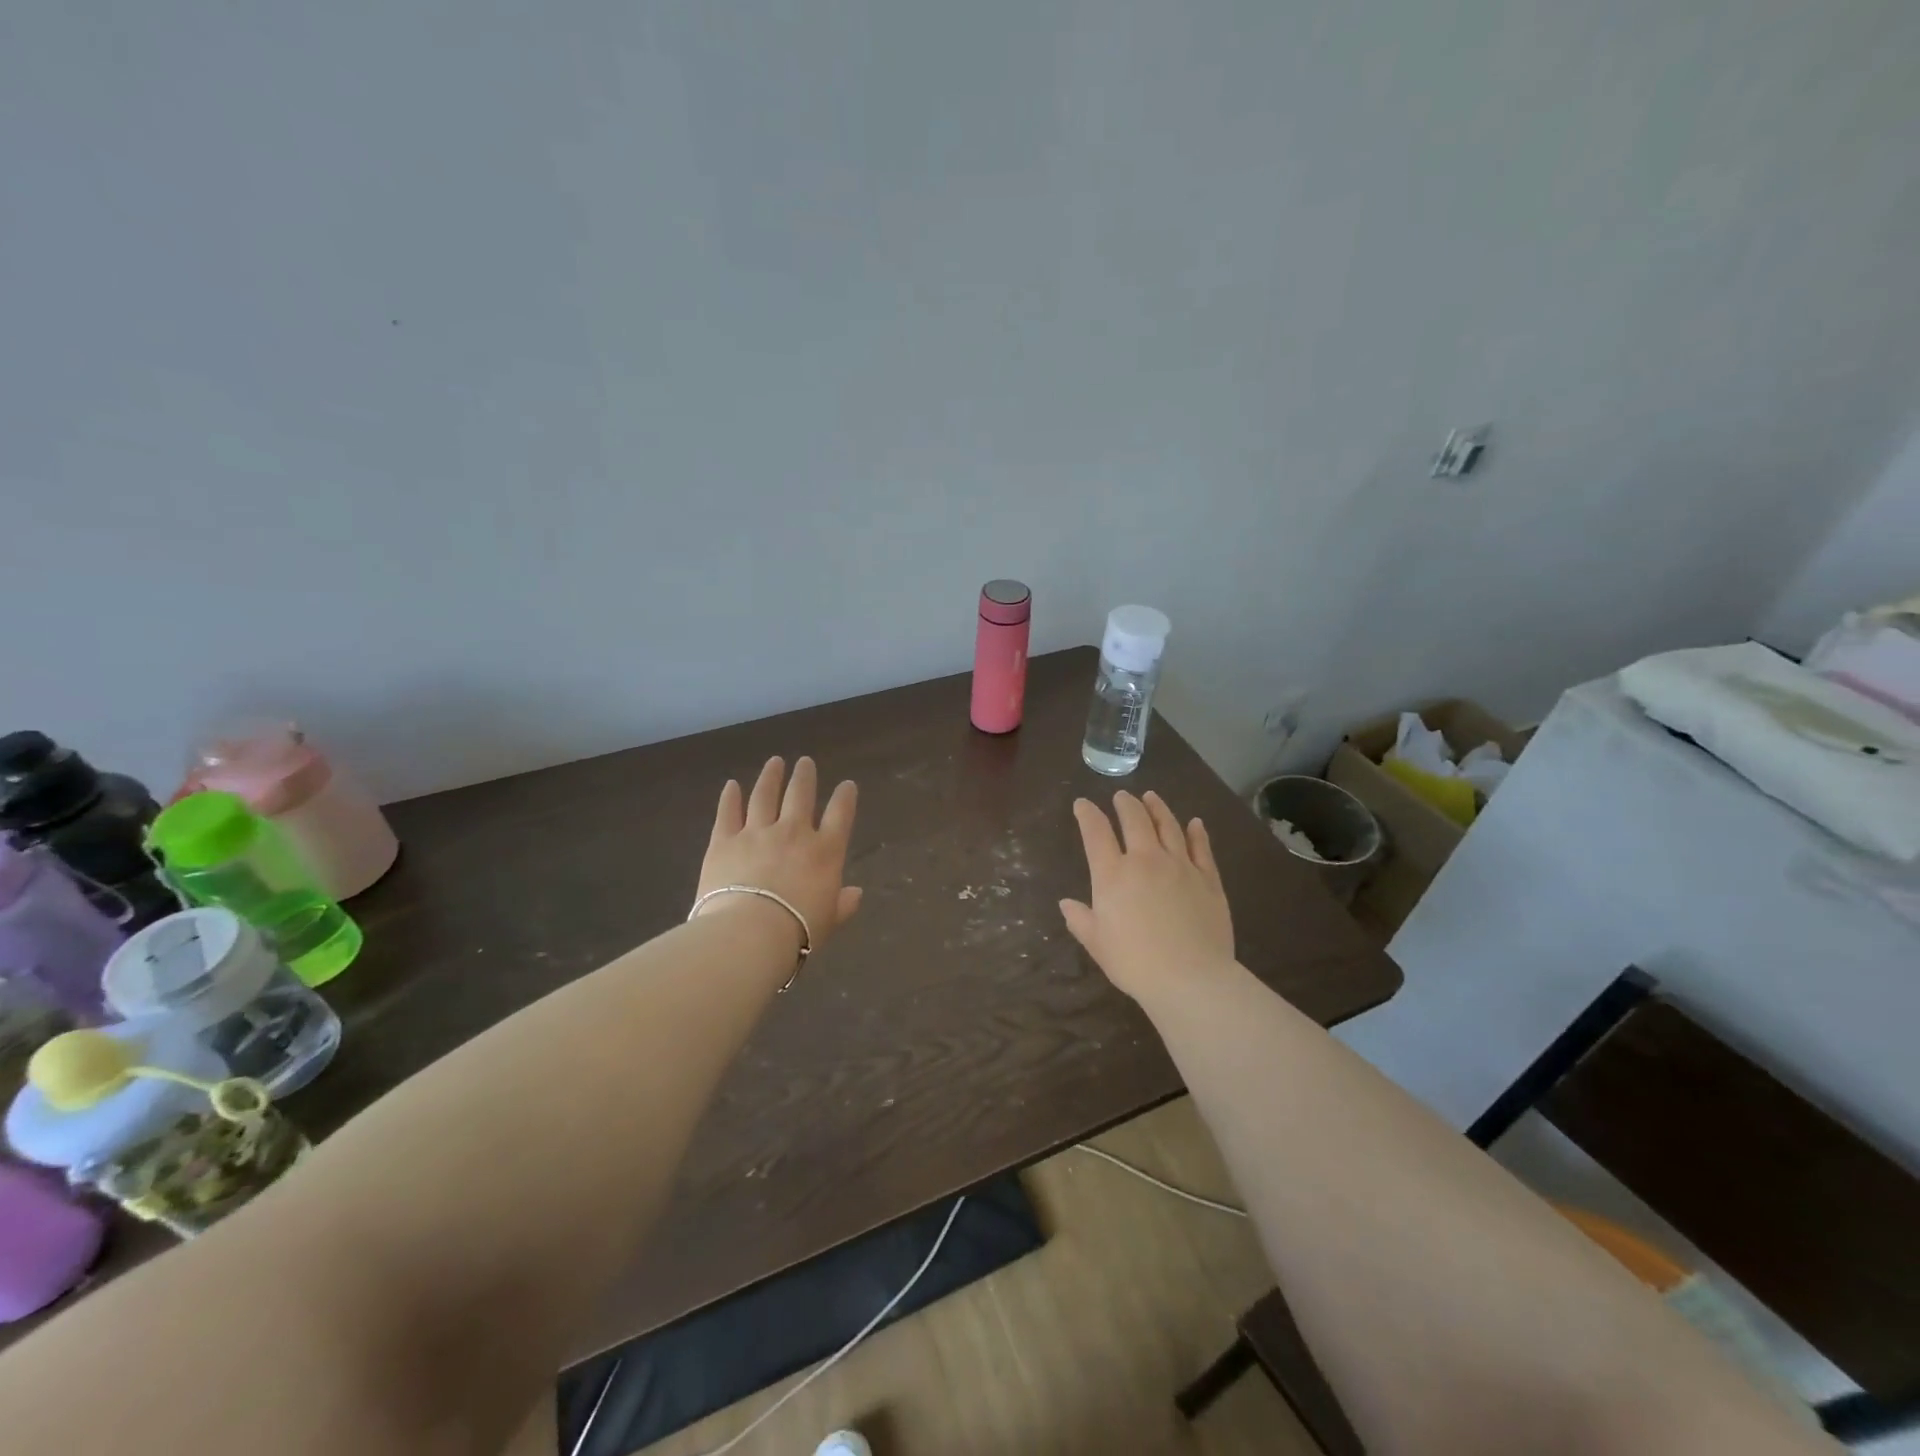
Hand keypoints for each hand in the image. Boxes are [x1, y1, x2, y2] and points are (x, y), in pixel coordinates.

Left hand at [697, 756, 862, 951]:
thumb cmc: (798, 931)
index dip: (845, 797)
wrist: (750, 932)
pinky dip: (729, 797)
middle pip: (800, 795)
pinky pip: (728, 813)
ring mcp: (757, 833)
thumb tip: (856, 893)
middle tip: (805, 762)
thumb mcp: (830, 920)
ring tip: (775, 762)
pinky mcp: (724, 841)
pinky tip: (731, 785)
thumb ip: (843, 904)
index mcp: (825, 851)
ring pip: (764, 796)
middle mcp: (794, 833)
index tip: (847, 784)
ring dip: (770, 777)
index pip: (840, 814)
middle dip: (804, 776)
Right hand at [1059, 790, 1234, 1001]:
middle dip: (1125, 804)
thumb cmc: (1135, 963)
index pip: (1096, 833)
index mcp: (1113, 874)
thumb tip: (1066, 904)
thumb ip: (1081, 920)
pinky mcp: (1208, 879)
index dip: (1087, 815)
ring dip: (1158, 808)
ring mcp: (1181, 866)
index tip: (1082, 804)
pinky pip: (1201, 848)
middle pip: (1135, 820)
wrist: (1191, 978)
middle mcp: (1146, 860)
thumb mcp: (1097, 944)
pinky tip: (1194, 823)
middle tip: (1121, 796)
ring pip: (1168, 826)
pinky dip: (1197, 833)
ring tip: (1151, 797)